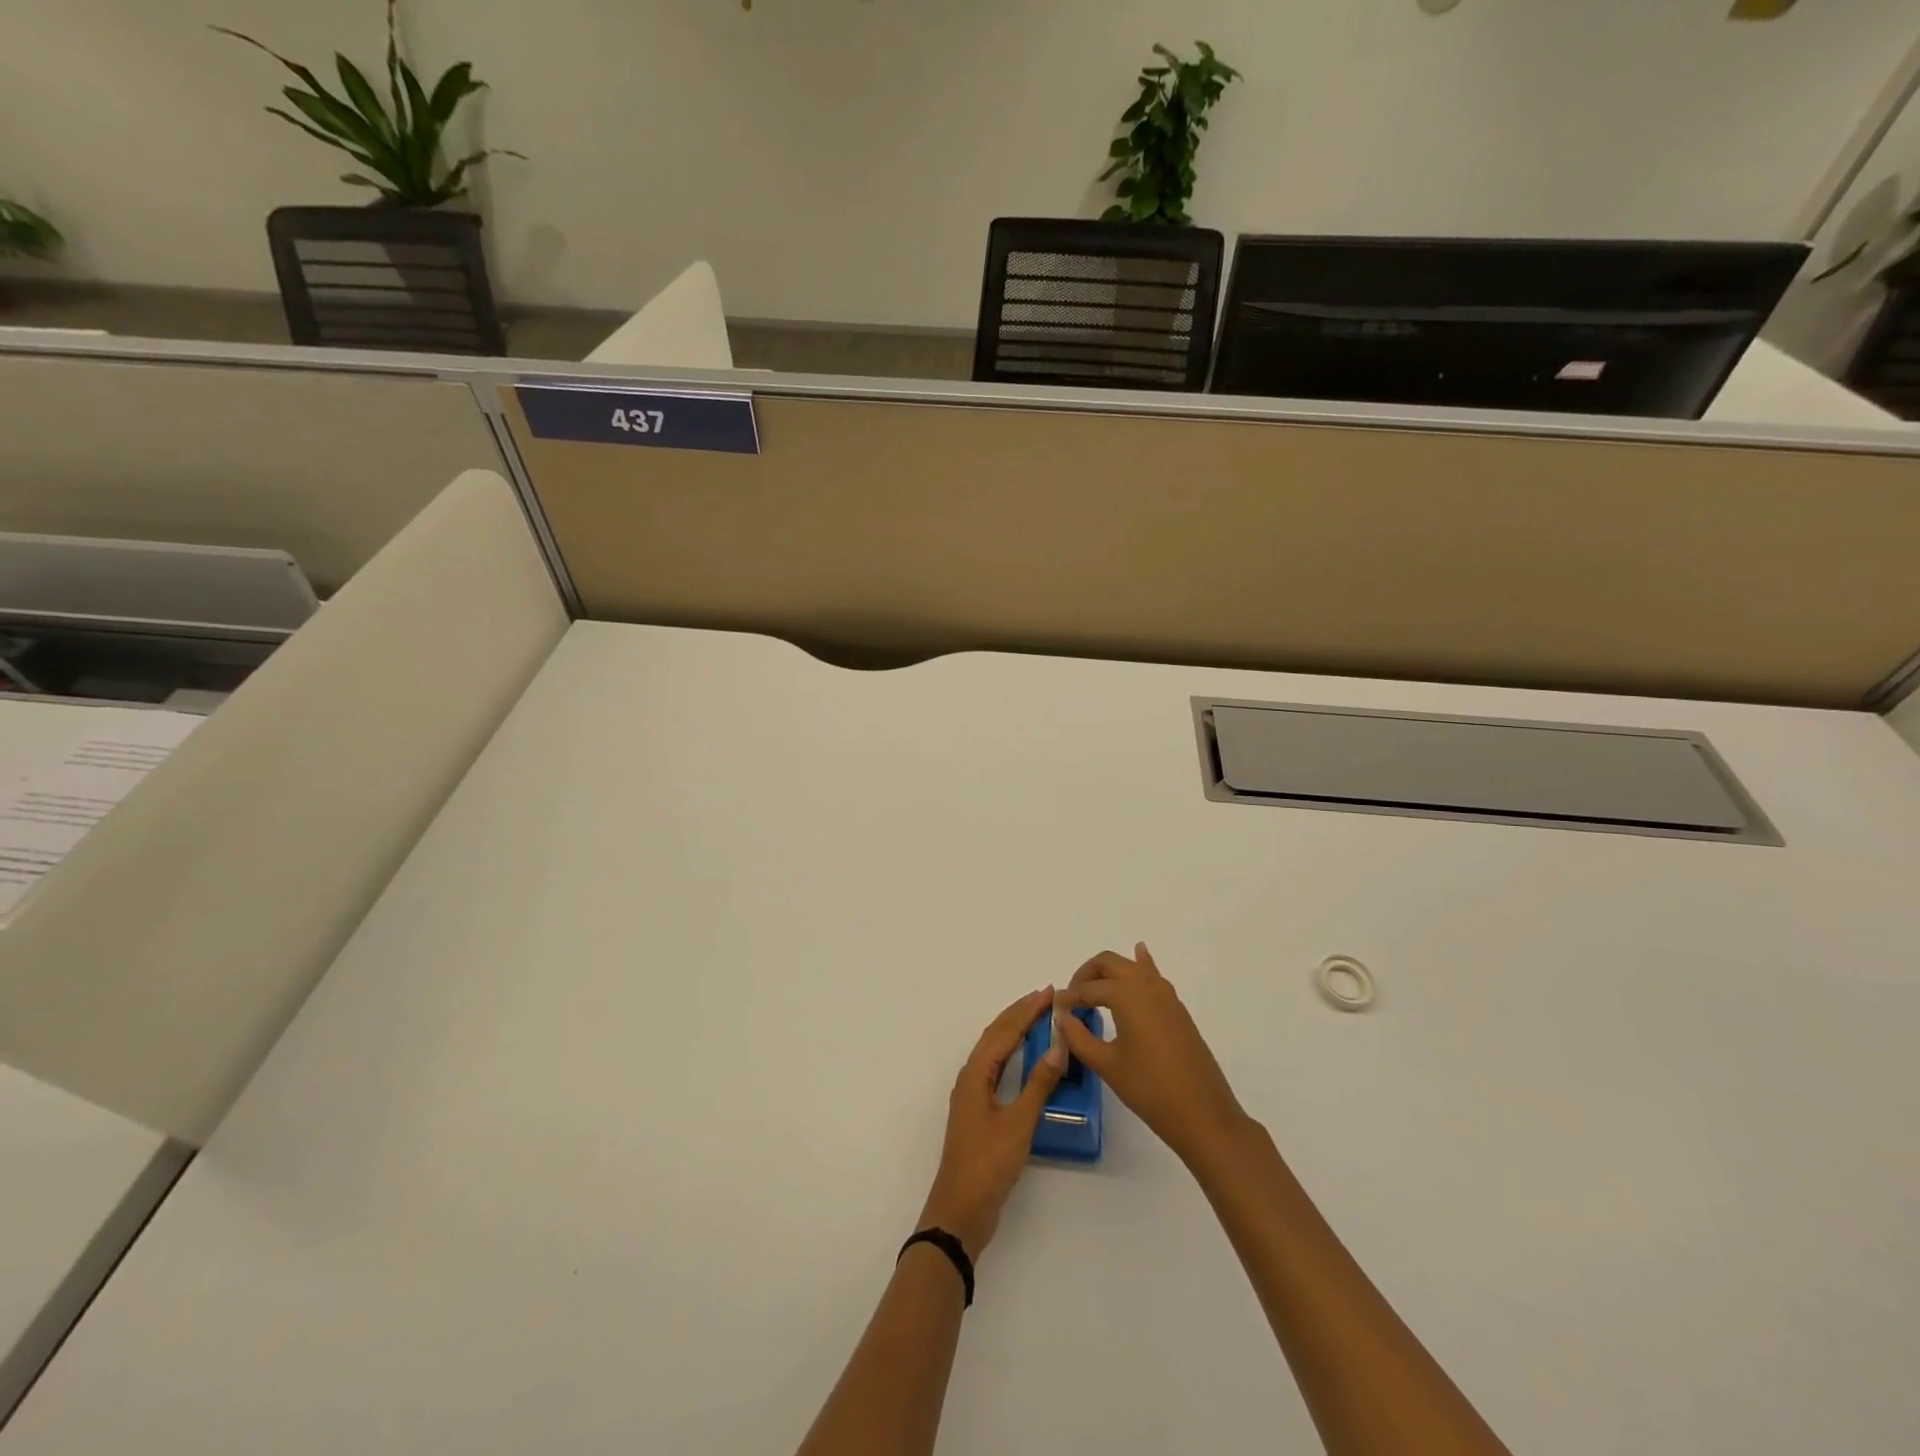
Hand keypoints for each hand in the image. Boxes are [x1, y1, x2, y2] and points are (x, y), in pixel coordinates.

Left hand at [917, 988, 1066, 1258]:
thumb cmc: (988, 1163)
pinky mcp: (978, 1112)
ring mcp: (972, 1095)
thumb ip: (1039, 1083)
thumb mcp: (1019, 1122)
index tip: (1049, 993)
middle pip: (996, 1035)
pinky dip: (1012, 1054)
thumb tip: (1058, 1044)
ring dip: (1015, 1031)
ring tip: (1038, 1018)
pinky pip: (997, 1069)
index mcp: (976, 1074)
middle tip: (1046, 998)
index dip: (1027, 1010)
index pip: (1005, 1031)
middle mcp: (971, 1077)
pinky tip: (1025, 1059)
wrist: (960, 1210)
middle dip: (1020, 1014)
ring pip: (995, 1051)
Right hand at [1055, 943, 1248, 1167]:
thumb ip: (1079, 1038)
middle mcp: (1146, 985)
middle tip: (1073, 999)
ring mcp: (1166, 995)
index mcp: (1126, 994)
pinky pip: (1153, 976)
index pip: (1088, 989)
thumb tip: (1062, 1018)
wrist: (1202, 1114)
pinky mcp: (1177, 1009)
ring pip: (1132, 966)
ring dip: (1110, 972)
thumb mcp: (1107, 1065)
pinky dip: (1141, 965)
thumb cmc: (1149, 1089)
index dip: (1069, 999)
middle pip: (1109, 963)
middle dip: (1086, 975)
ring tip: (1094, 990)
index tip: (1055, 1011)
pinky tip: (1139, 957)